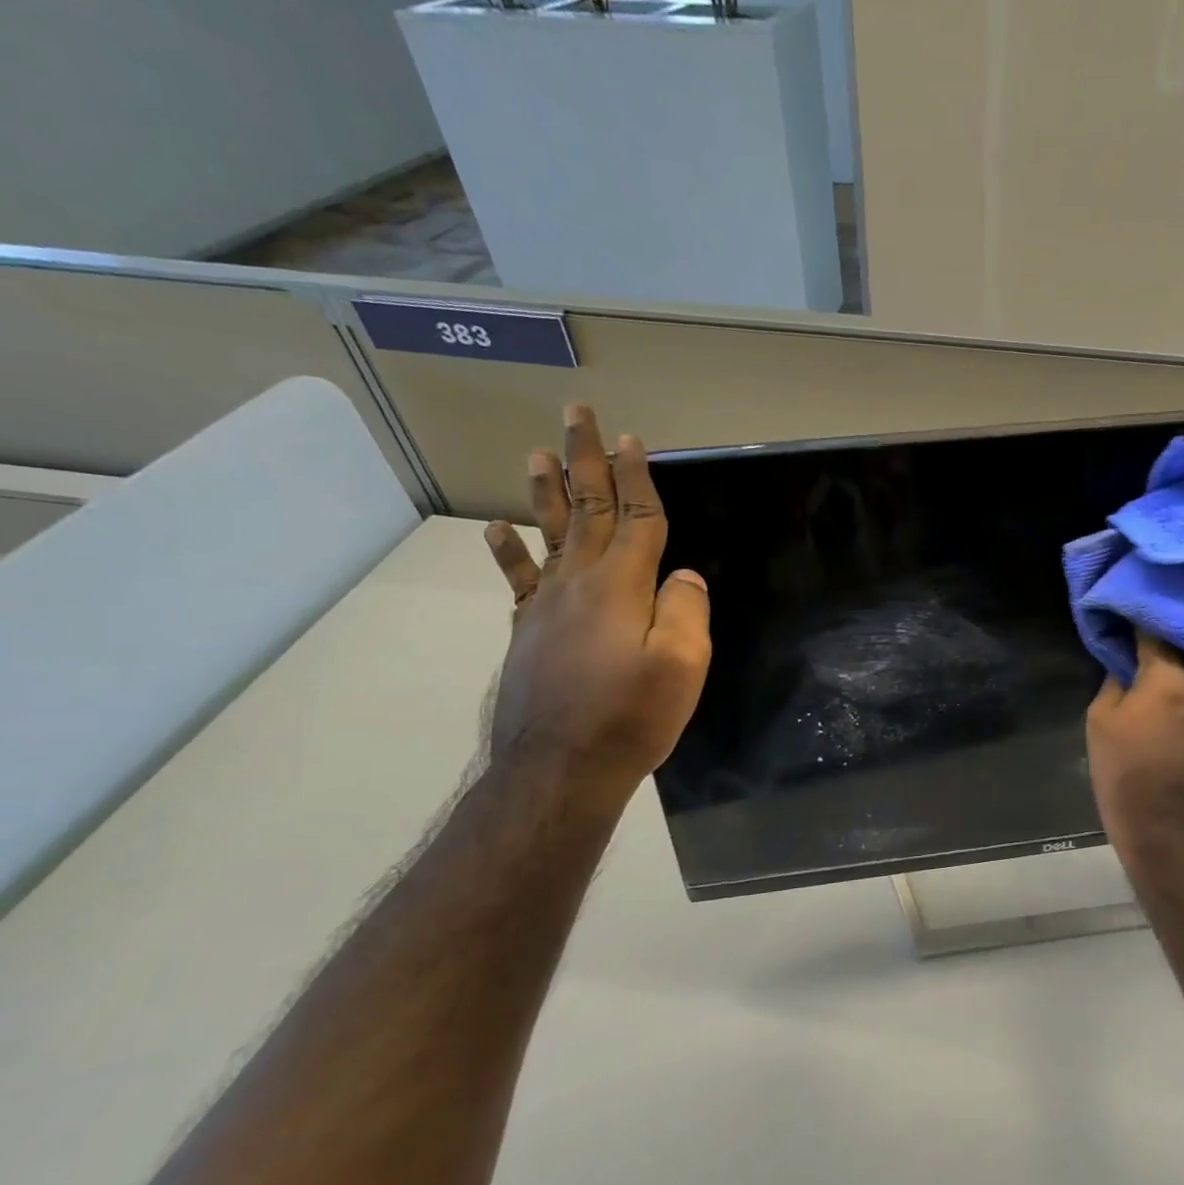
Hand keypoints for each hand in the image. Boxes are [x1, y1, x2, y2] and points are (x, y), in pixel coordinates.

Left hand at [483, 405, 710, 804]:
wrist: (560, 769)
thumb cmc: (631, 717)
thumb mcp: (682, 665)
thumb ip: (685, 611)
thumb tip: (682, 575)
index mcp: (621, 586)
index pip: (636, 518)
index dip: (637, 477)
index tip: (632, 439)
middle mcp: (579, 583)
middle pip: (586, 509)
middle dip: (586, 461)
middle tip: (576, 415)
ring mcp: (546, 606)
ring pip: (547, 534)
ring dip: (544, 491)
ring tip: (536, 453)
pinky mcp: (527, 631)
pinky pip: (519, 580)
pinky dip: (508, 551)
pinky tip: (496, 531)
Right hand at [1087, 635, 1183, 856]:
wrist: (1172, 829)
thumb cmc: (1127, 773)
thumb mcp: (1101, 720)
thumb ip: (1115, 680)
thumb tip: (1125, 663)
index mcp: (1170, 676)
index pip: (1154, 629)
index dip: (1137, 618)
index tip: (1124, 611)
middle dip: (1171, 627)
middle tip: (1149, 623)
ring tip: (1170, 644)